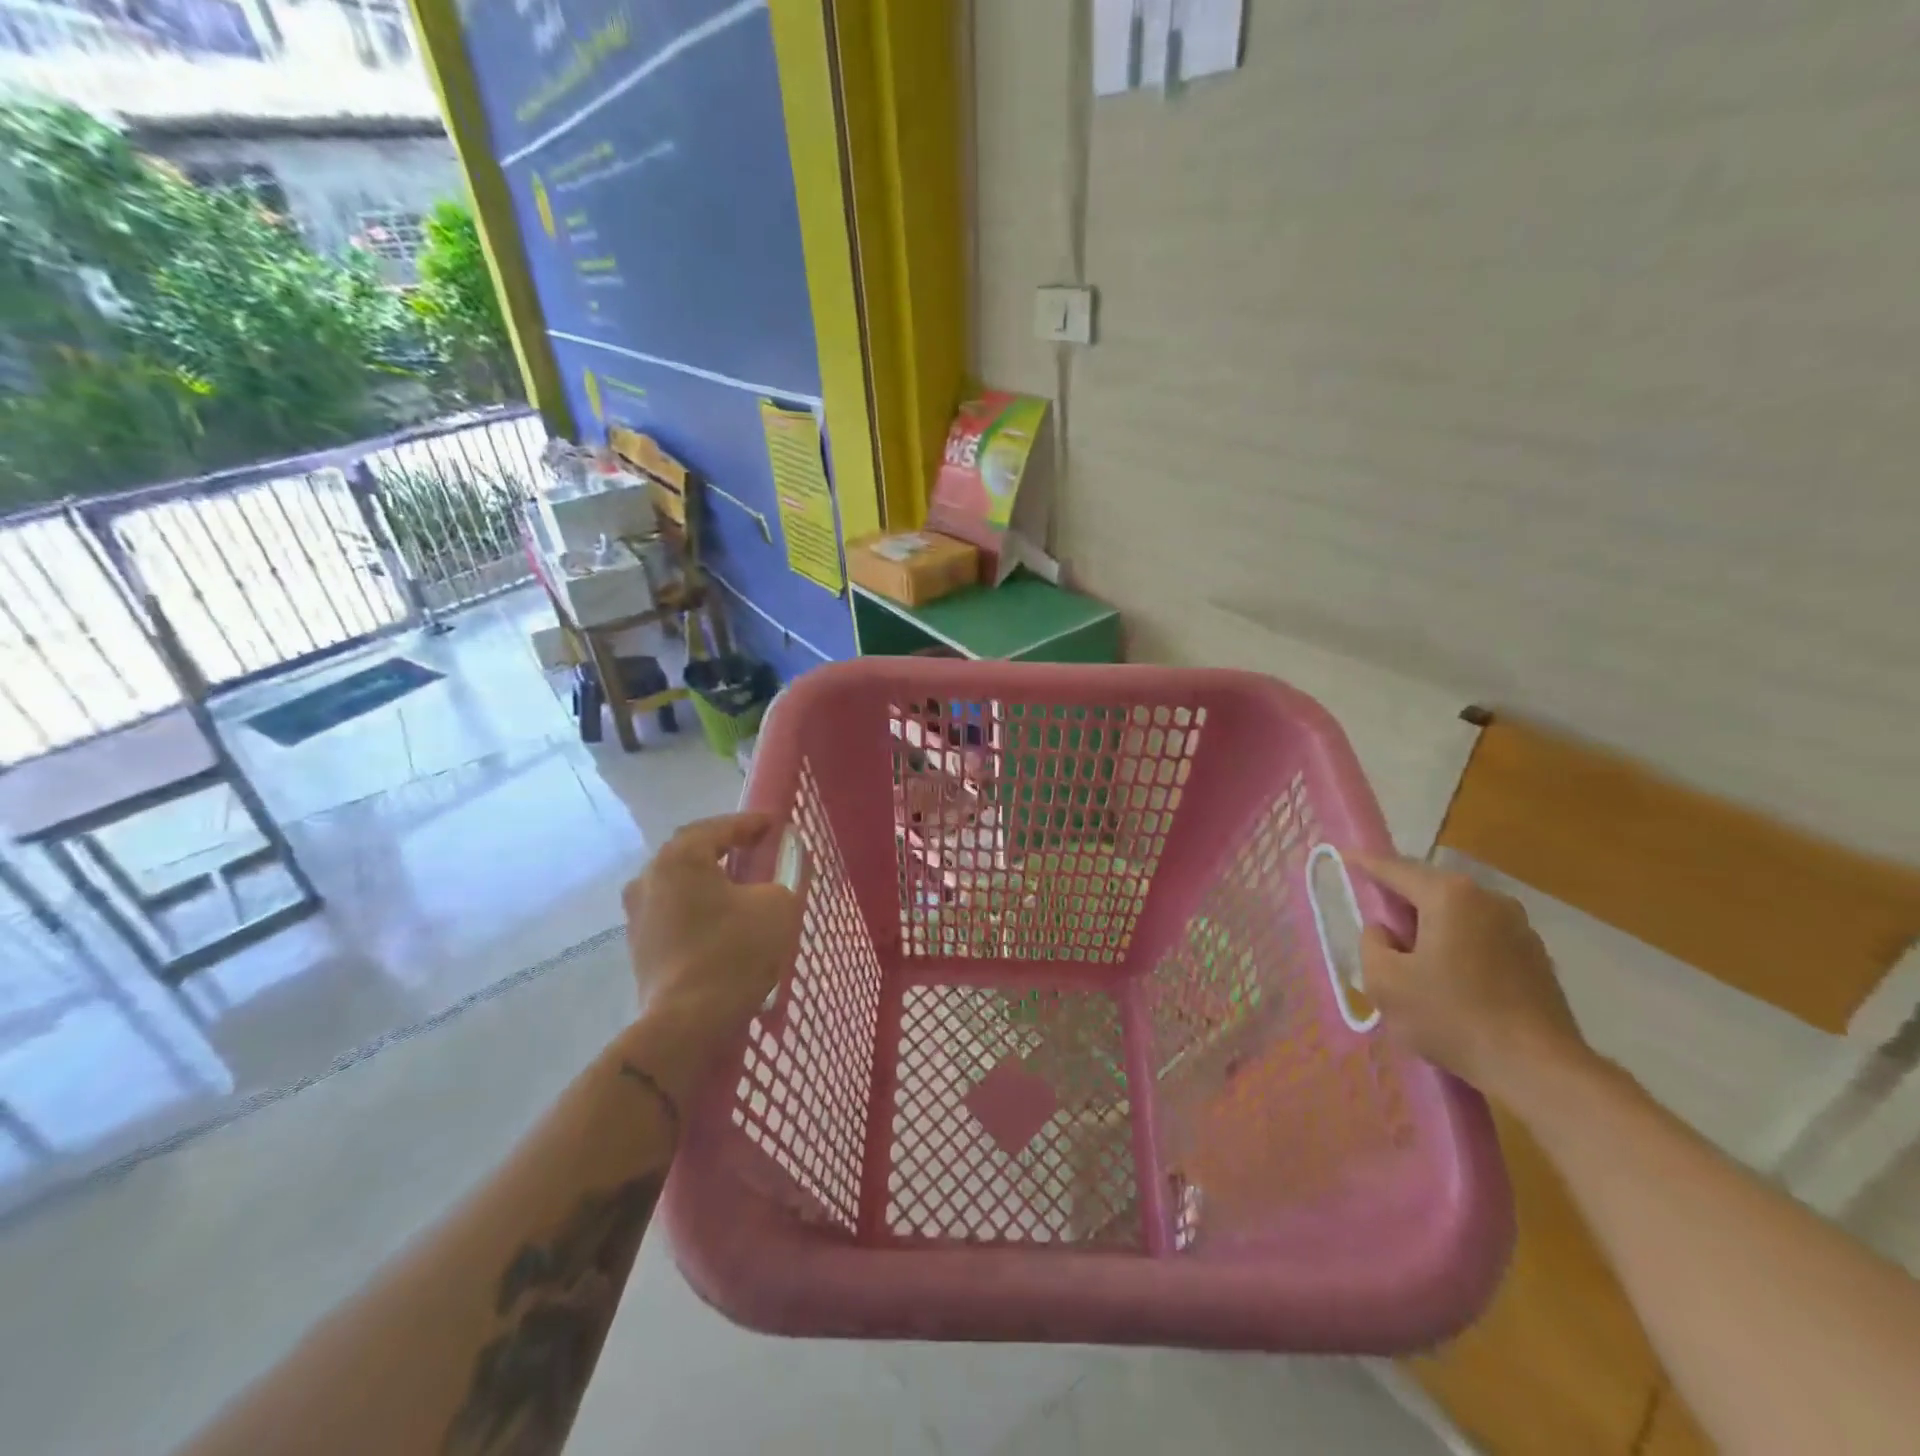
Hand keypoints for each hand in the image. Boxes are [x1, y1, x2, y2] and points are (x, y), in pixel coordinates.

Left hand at [620, 813, 800, 1086]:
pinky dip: (699, 907)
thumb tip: (776, 876)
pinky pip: (675, 912)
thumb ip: (783, 877)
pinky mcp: (640, 946)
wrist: (688, 1021)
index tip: (775, 824)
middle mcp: (649, 878)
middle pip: (692, 852)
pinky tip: (721, 919)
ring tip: (740, 886)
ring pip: (680, 883)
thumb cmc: (735, 952)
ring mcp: (638, 914)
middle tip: (756, 850)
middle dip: (725, 848)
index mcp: (679, 858)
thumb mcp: (778, 905)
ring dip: (709, 879)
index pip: (719, 827)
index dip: (750, 823)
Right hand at [1351, 852, 1592, 1101]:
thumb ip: (1371, 943)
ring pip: (1457, 912)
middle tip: (1374, 913)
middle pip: (1429, 887)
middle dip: (1400, 896)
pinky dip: (1458, 943)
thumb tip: (1385, 932)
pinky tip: (1448, 975)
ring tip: (1411, 951)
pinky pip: (1481, 936)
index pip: (1394, 868)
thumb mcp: (1385, 982)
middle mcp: (1488, 899)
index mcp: (1449, 896)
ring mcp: (1519, 926)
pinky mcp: (1536, 957)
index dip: (1364, 863)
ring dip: (1431, 922)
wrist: (1540, 1070)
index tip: (1344, 857)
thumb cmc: (1452, 1018)